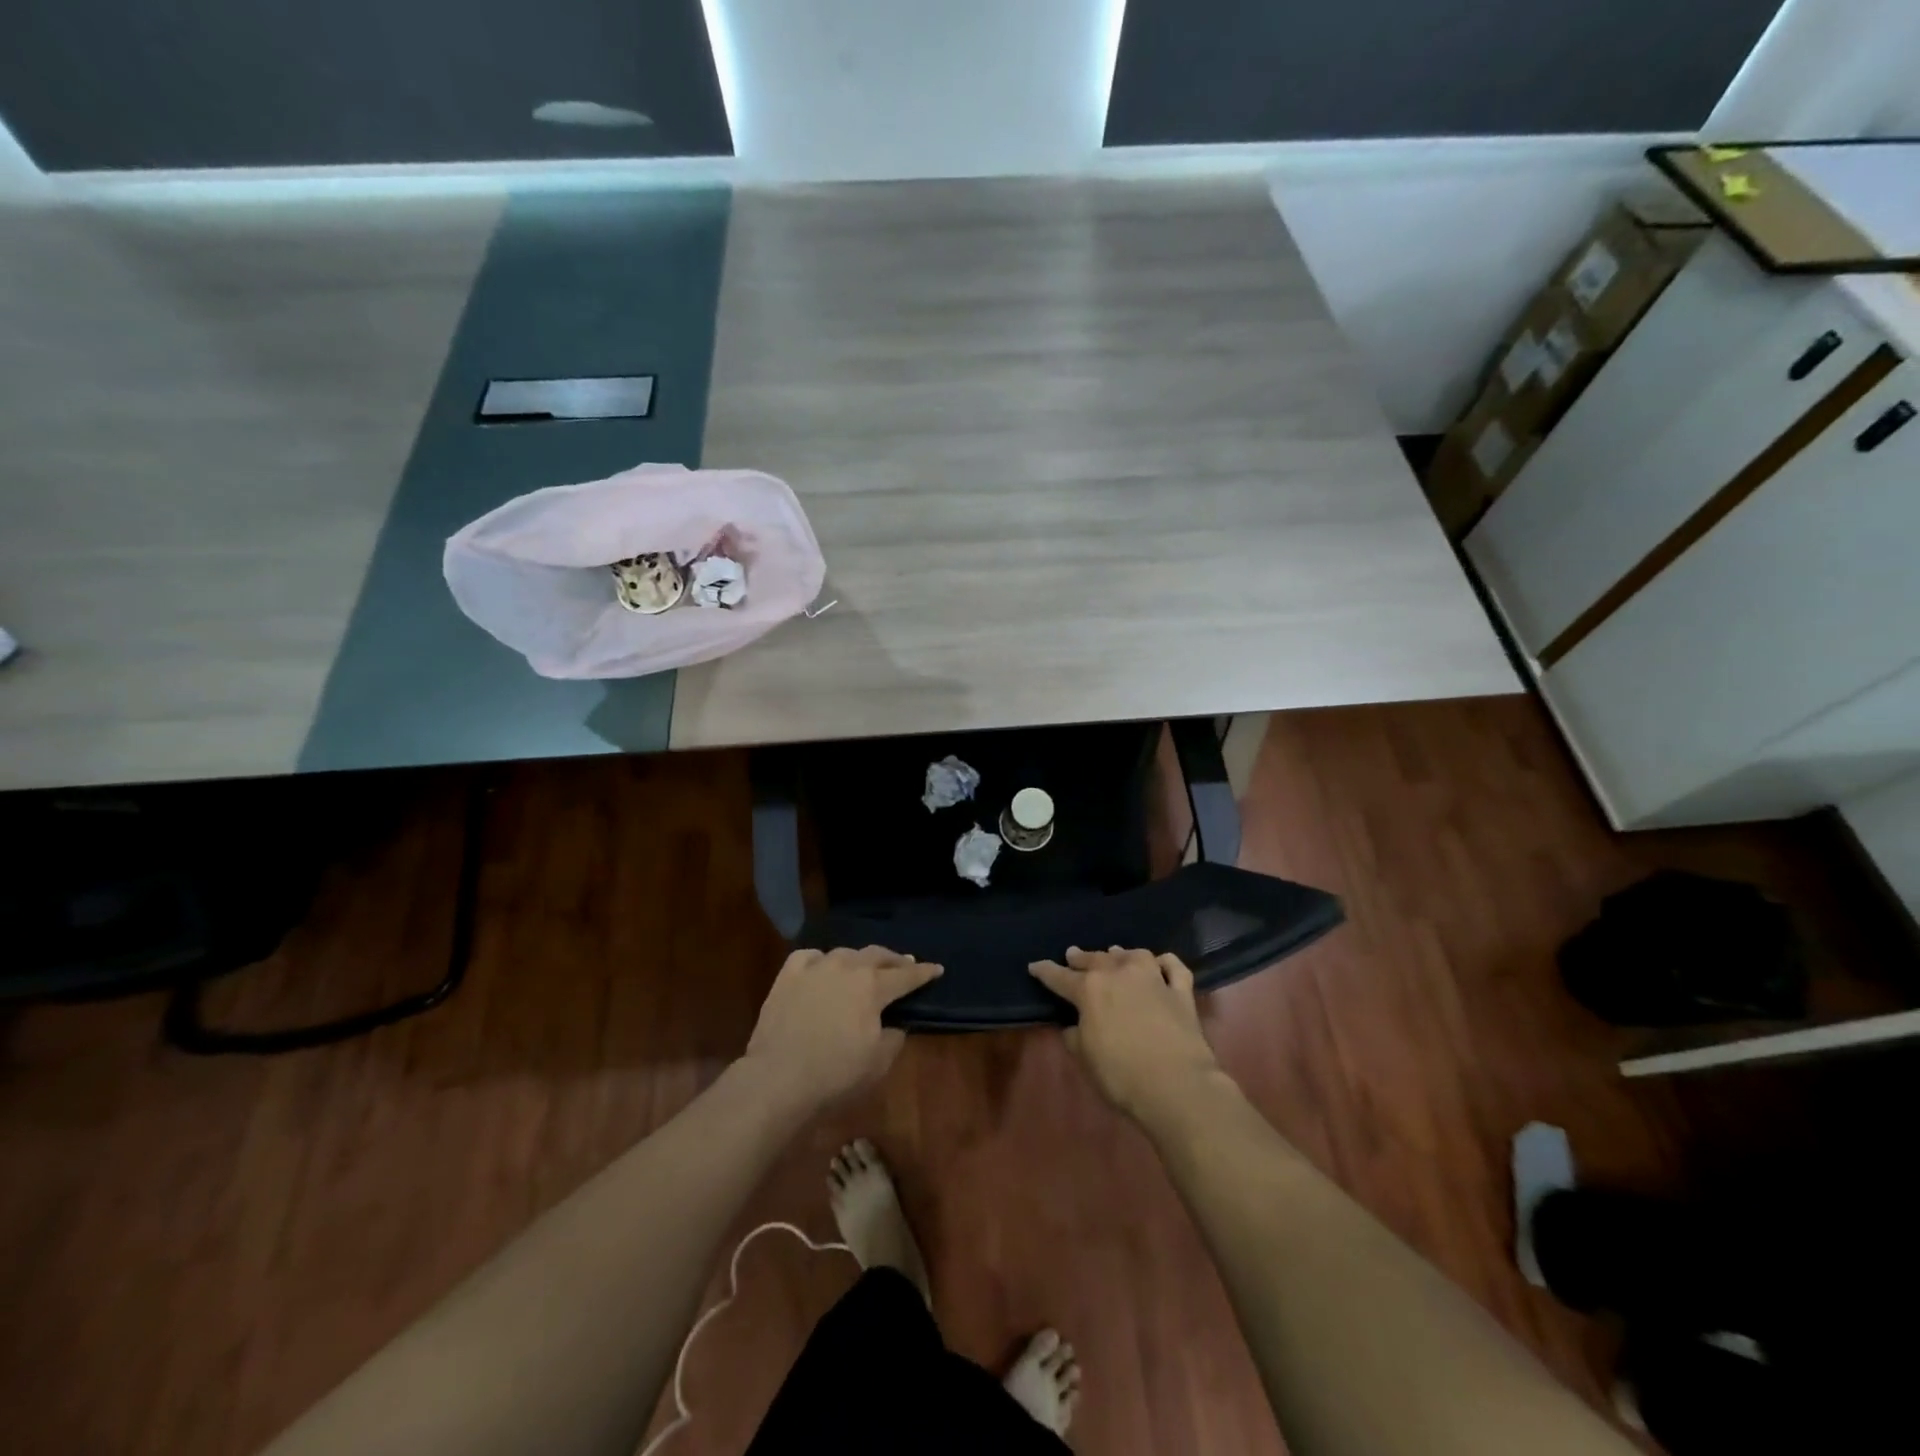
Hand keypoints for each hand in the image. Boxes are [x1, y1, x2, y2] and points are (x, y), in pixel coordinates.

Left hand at [743, 946, 942, 1108]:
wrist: (778, 1079)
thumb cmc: (835, 1074)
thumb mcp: (879, 1062)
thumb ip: (893, 1037)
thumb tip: (893, 1025)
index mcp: (873, 986)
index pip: (906, 976)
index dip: (924, 973)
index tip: (937, 968)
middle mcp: (847, 967)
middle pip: (877, 955)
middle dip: (894, 960)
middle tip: (904, 964)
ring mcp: (815, 968)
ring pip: (845, 953)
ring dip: (859, 959)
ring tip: (864, 966)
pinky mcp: (788, 976)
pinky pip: (810, 957)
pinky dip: (821, 960)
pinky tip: (822, 967)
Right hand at [1028, 946, 1221, 1120]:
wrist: (1177, 1085)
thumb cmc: (1122, 1075)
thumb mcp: (1085, 1059)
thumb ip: (1075, 1036)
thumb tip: (1074, 1026)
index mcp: (1090, 990)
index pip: (1060, 977)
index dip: (1045, 971)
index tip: (1035, 965)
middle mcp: (1120, 974)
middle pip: (1096, 959)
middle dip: (1081, 957)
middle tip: (1072, 954)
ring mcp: (1153, 979)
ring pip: (1133, 955)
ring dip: (1120, 954)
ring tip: (1113, 953)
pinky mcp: (1181, 991)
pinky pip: (1173, 967)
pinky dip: (1164, 962)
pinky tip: (1160, 963)